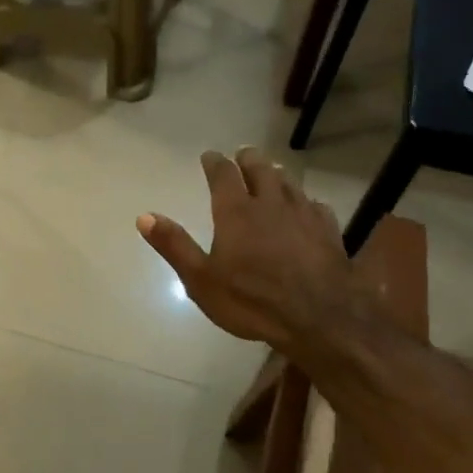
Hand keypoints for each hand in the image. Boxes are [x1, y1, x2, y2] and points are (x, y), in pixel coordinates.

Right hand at [137, 147, 350, 351]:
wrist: (318, 317)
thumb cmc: (251, 301)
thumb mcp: (201, 280)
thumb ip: (174, 246)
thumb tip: (144, 217)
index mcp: (236, 212)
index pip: (223, 175)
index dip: (215, 163)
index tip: (209, 156)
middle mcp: (271, 203)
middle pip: (260, 169)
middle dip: (249, 159)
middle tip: (243, 154)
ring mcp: (303, 214)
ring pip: (289, 183)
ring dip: (277, 174)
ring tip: (272, 172)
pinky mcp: (328, 230)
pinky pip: (315, 205)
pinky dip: (304, 200)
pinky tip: (306, 207)